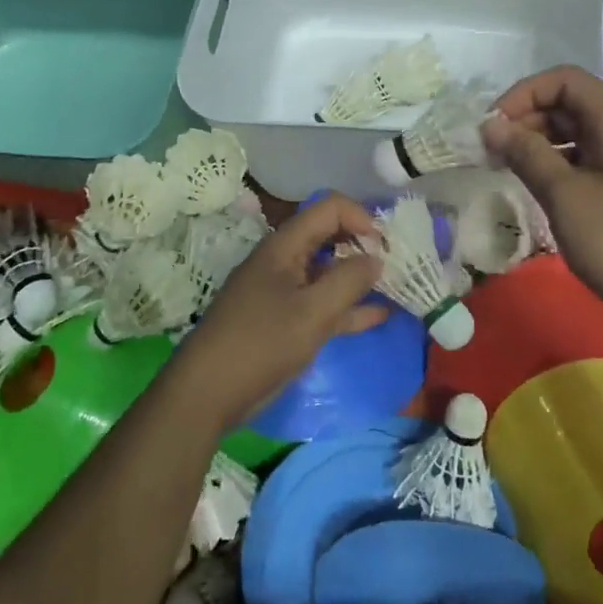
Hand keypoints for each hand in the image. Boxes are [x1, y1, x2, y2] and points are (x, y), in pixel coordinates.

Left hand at [172, 193, 386, 428]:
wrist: (206, 394)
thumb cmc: (259, 344)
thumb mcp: (311, 313)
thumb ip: (348, 282)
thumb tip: (376, 259)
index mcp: (285, 246)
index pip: (329, 209)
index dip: (360, 217)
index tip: (385, 245)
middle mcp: (284, 260)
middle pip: (329, 236)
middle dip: (362, 244)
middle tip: (395, 264)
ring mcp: (283, 291)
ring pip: (328, 272)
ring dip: (358, 277)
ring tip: (395, 286)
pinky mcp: (284, 320)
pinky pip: (322, 304)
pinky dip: (348, 307)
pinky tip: (379, 315)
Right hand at [482, 66, 602, 330]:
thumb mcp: (565, 195)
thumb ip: (526, 153)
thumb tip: (491, 126)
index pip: (565, 80)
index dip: (524, 94)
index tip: (493, 126)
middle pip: (570, 103)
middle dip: (527, 118)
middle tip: (492, 151)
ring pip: (576, 132)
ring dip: (538, 142)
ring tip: (506, 168)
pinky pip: (586, 159)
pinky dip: (556, 164)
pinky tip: (535, 186)